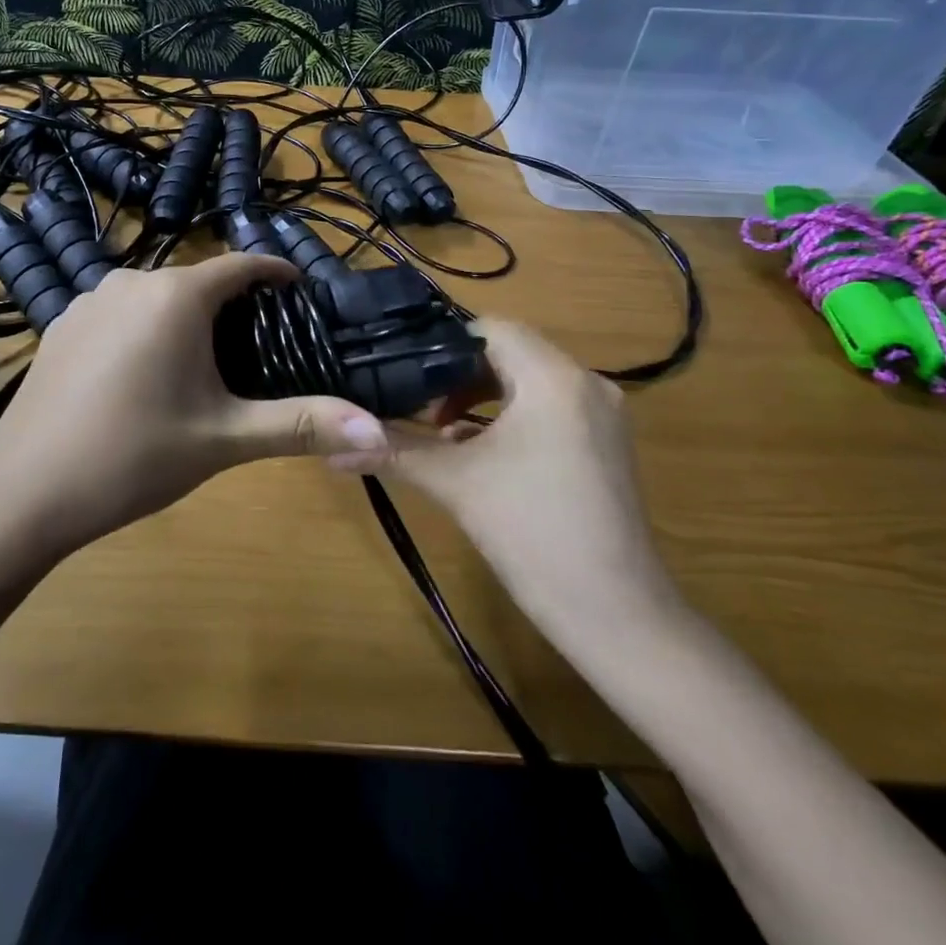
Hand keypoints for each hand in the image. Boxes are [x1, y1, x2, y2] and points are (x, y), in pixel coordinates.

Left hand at [0, 254, 389, 550]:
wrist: (24, 491)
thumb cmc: (134, 456)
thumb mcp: (224, 439)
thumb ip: (301, 425)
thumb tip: (380, 431)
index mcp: (176, 295)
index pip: (242, 264)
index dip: (276, 274)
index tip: (301, 293)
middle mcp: (132, 280)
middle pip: (199, 282)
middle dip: (233, 307)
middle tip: (260, 348)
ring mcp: (89, 299)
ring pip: (157, 297)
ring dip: (187, 319)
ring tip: (206, 365)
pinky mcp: (62, 324)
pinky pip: (121, 313)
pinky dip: (145, 330)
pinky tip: (143, 376)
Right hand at [336, 320, 681, 634]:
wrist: (616, 615)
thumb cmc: (532, 533)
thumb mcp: (455, 483)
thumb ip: (394, 451)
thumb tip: (330, 446)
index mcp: (553, 378)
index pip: (491, 328)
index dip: (443, 344)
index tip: (405, 372)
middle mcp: (586, 382)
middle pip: (510, 352)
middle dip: (459, 375)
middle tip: (418, 406)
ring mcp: (603, 414)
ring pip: (530, 381)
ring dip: (484, 397)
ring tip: (442, 432)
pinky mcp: (608, 443)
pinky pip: (552, 407)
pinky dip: (513, 416)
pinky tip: (481, 452)